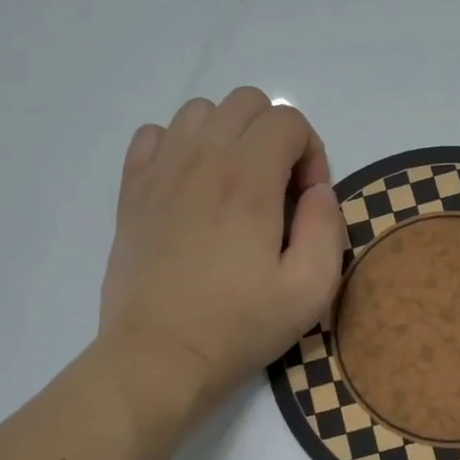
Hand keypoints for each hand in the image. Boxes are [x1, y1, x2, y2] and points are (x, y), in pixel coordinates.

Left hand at [98, 87, 345, 414]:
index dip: (310, 153)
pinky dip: (178, 146)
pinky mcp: (132, 191)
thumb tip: (317, 191)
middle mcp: (201, 159)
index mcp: (247, 179)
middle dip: (274, 135)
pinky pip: (154, 135)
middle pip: (246, 102)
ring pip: (200, 111)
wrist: (158, 356)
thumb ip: (327, 227)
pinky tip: (189, 186)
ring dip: (228, 135)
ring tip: (233, 183)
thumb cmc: (238, 326)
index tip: (305, 201)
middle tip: (275, 189)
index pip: (288, 120)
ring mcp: (160, 171)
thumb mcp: (310, 290)